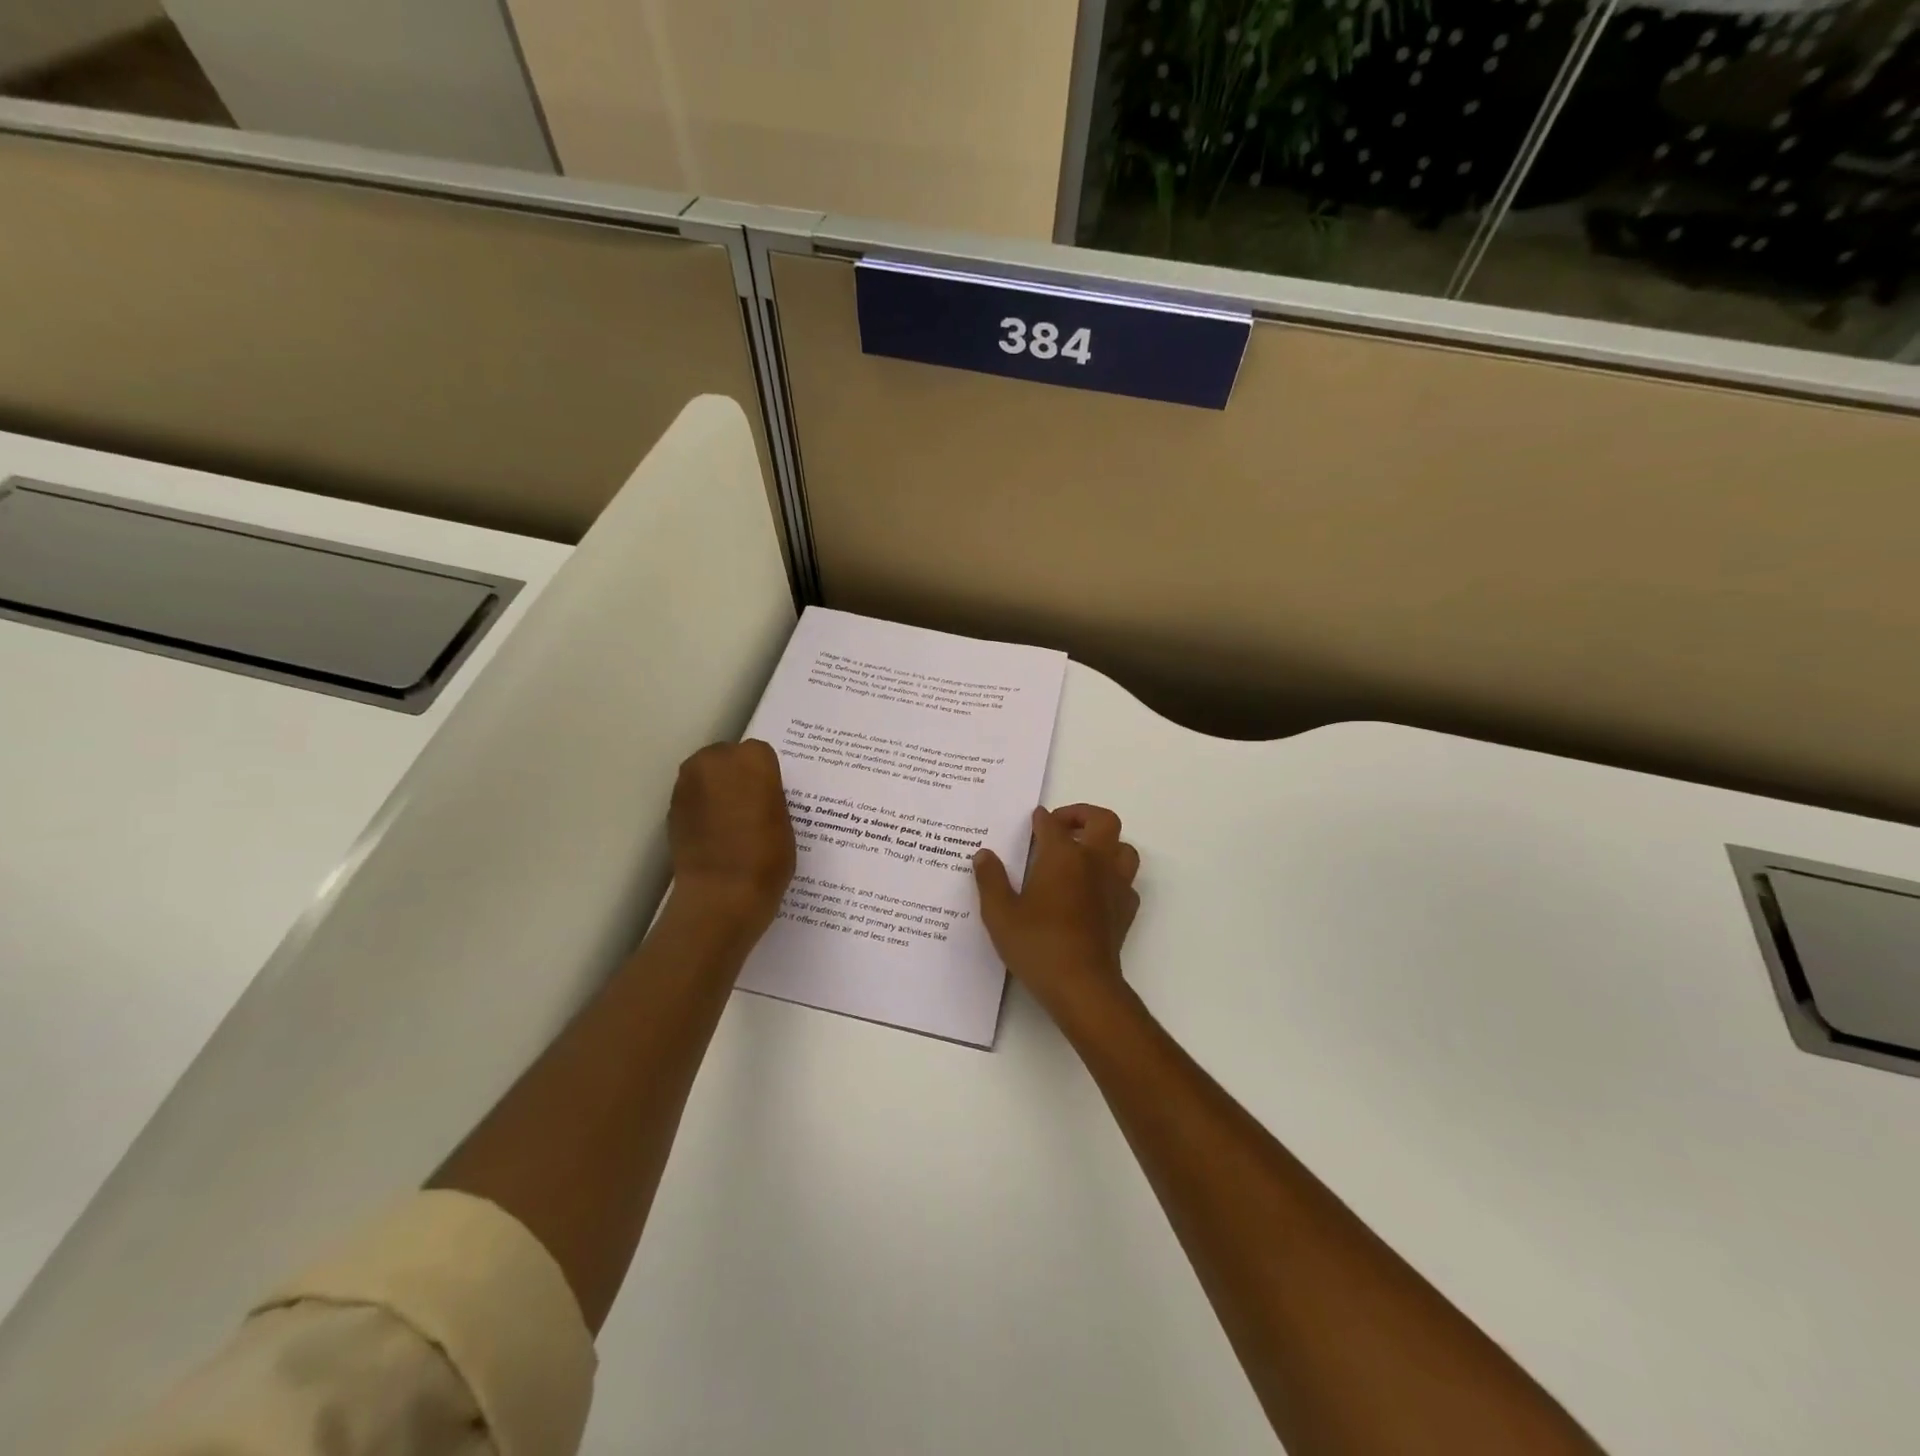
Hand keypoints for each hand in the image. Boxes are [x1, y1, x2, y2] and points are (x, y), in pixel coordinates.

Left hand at [668, 740, 795, 933]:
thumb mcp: (784, 820)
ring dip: (717, 789)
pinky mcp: (672, 807)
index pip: (760, 754)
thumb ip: (768, 796)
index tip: (770, 796)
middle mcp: (715, 761)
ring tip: (731, 821)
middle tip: (750, 806)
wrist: (722, 894)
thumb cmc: (767, 857)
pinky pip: (693, 797)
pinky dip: (702, 808)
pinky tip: (714, 833)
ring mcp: (688, 783)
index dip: (765, 775)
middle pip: (727, 757)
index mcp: (752, 759)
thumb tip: (756, 795)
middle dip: (736, 775)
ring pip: (706, 775)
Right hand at [973, 804, 1140, 1019]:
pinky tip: (1095, 890)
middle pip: (1103, 821)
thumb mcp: (1000, 913)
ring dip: (1106, 844)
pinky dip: (1113, 877)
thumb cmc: (1037, 944)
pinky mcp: (1126, 910)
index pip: (1052, 824)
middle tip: (1062, 826)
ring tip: (1083, 854)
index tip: (1033, 820)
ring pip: (1123, 848)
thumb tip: (984, 855)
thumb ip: (990, 880)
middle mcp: (1094, 861)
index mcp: (1062, 856)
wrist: (1082, 985)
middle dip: (1083, 815)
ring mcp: (1115, 885)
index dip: (1041, 819)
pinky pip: (1127, 881)